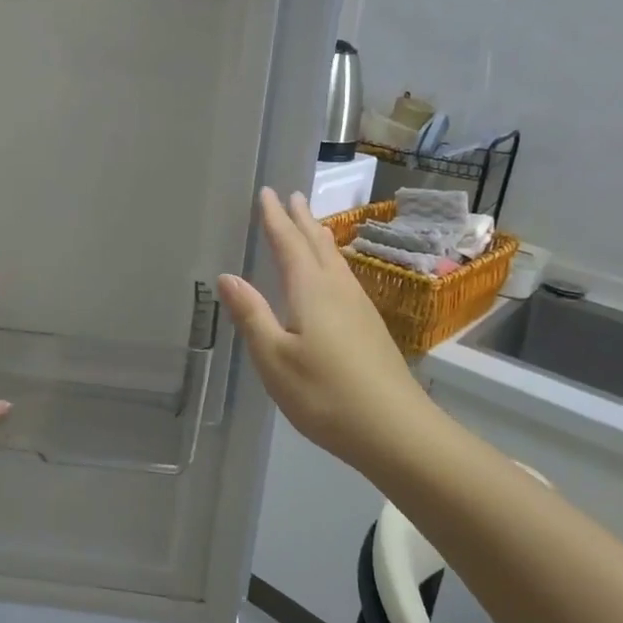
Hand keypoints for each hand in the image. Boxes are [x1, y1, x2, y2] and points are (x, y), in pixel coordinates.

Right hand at [218, 189, 435, 476]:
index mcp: (311, 290)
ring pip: (336, 261)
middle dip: (301, 220)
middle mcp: (338, 290)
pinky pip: (345, 278)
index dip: (275, 218)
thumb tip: (227, 276)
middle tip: (292, 196)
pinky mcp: (371, 327)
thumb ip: (251, 315)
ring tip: (312, 225)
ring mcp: (359, 308)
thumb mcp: (274, 358)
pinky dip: (332, 263)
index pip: (289, 244)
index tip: (267, 192)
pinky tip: (335, 277)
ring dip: (319, 239)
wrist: (395, 430)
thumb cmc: (325, 394)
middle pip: (317, 245)